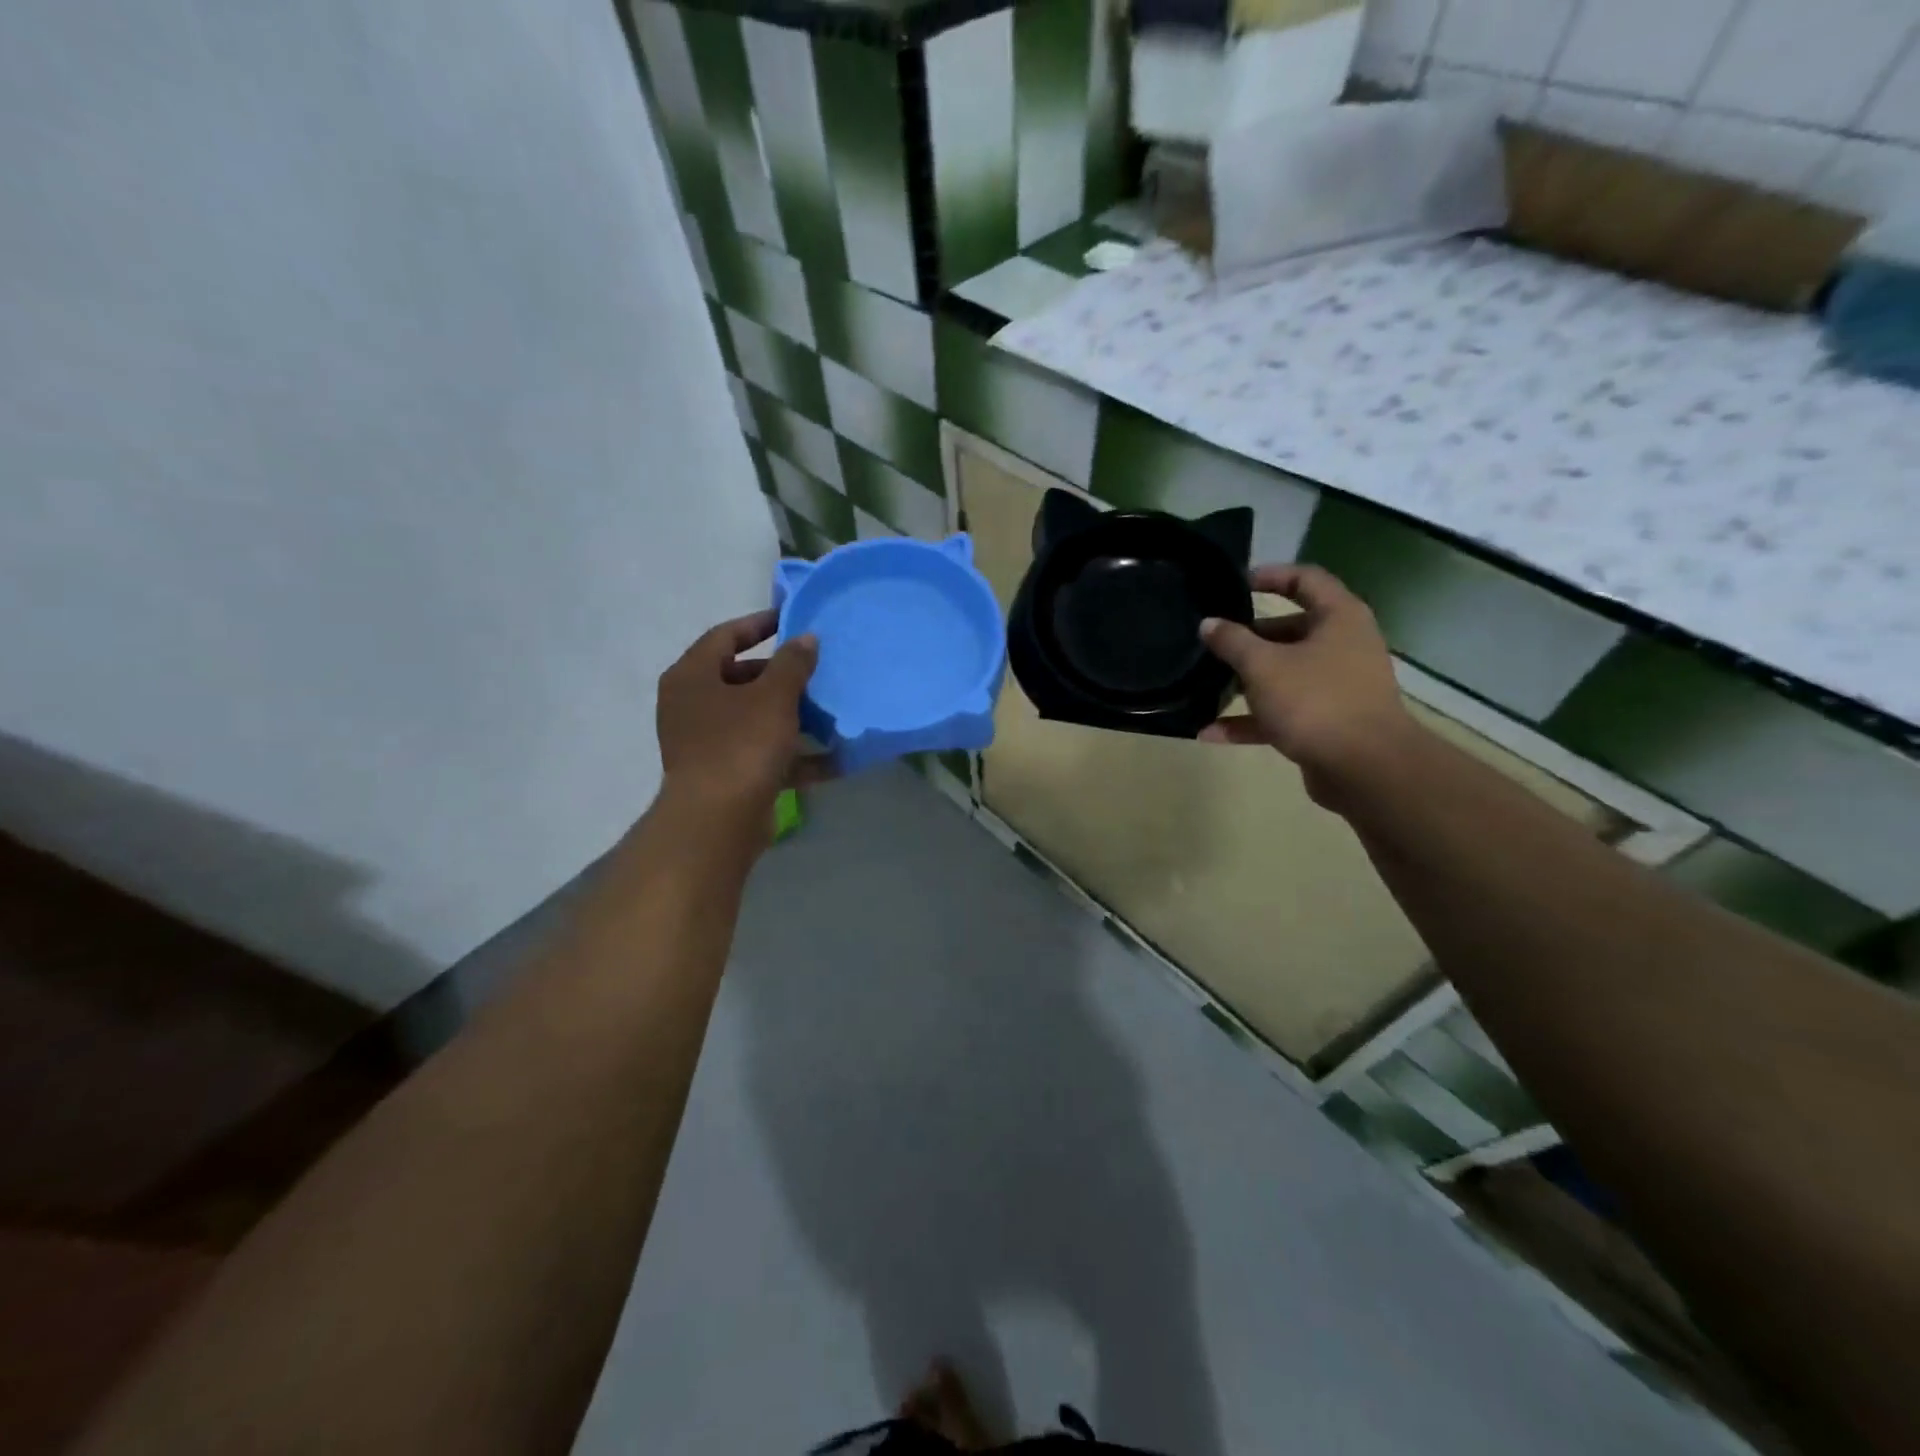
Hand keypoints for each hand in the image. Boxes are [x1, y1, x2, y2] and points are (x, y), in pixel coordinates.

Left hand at [656, 609, 826, 819]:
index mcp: (692, 677)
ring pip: (755, 718)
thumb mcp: (774, 696)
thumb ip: (793, 663)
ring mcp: (706, 743)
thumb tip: (805, 639)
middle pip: (741, 678)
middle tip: (817, 670)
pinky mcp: (725, 774)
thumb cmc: (741, 744)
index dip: (759, 624)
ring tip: (830, 711)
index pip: (725, 636)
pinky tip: (834, 759)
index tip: (792, 620)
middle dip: (782, 675)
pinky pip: (764, 755)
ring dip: (792, 716)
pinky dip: (794, 756)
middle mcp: (692, 706)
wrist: (718, 821)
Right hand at [1198, 565, 1417, 808]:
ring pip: (1284, 675)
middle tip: (1213, 640)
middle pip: (1291, 630)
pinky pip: (1282, 714)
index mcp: (1339, 618)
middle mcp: (1342, 647)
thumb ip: (1232, 642)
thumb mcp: (1263, 666)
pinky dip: (1250, 721)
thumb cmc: (1315, 701)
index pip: (1305, 579)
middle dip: (1249, 637)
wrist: (1365, 768)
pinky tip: (1210, 733)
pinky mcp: (1327, 723)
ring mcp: (1336, 687)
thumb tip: (1209, 624)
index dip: (1270, 576)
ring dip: (1245, 682)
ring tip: (1206, 685)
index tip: (1235, 584)